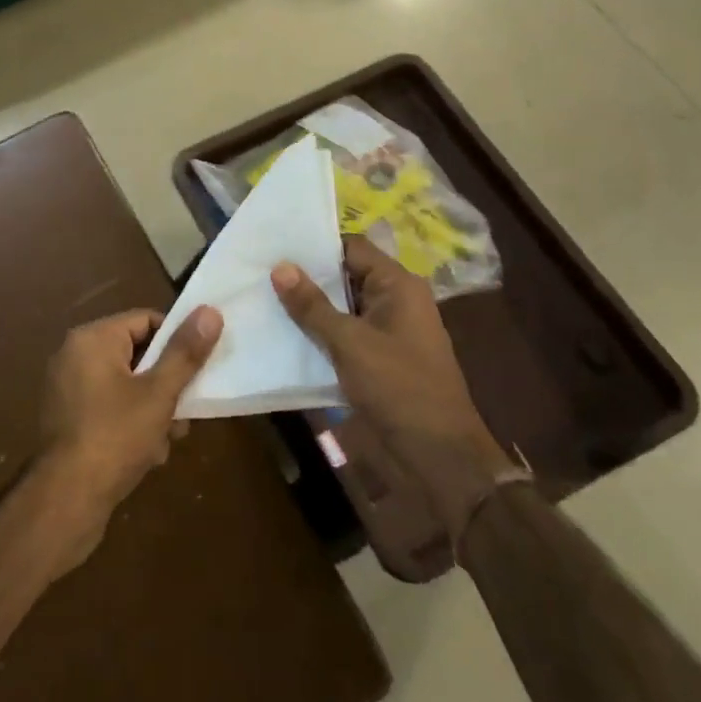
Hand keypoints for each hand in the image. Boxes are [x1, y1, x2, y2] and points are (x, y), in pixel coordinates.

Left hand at [30, 306, 222, 577]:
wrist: (67, 501)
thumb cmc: (115, 437)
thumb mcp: (159, 394)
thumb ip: (185, 353)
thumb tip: (210, 310)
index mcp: (93, 338)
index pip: (145, 320)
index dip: (176, 341)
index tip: (198, 368)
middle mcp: (75, 354)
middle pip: (135, 354)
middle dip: (166, 383)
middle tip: (186, 412)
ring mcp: (67, 387)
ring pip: (125, 384)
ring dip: (152, 407)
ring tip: (170, 438)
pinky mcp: (67, 418)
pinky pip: (108, 406)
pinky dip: (130, 421)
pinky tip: (148, 453)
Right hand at [273, 237, 516, 516]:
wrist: (438, 457)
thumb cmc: (398, 388)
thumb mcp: (349, 343)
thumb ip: (313, 305)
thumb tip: (279, 266)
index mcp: (398, 285)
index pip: (352, 247)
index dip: (316, 244)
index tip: (276, 245)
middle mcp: (395, 300)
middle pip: (345, 275)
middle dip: (307, 276)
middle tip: (262, 269)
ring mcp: (388, 330)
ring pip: (343, 306)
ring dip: (311, 306)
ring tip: (264, 297)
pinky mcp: (380, 358)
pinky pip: (346, 333)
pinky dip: (321, 331)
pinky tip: (285, 332)